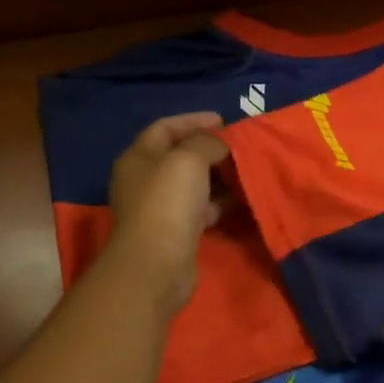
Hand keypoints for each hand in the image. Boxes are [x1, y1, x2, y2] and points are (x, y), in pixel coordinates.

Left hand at [105, 113, 229, 310]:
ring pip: (193, 184)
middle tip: (237, 147)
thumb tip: (219, 145)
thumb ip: (206, 143)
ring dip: (218, 177)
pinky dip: (219, 202)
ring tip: (244, 171)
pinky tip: (240, 199)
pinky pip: (201, 208)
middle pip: (179, 156)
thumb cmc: (168, 202)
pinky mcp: (176, 231)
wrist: (157, 262)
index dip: (193, 120)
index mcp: (139, 157)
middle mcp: (145, 180)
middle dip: (209, 148)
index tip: (224, 120)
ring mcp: (160, 207)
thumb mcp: (189, 159)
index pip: (165, 128)